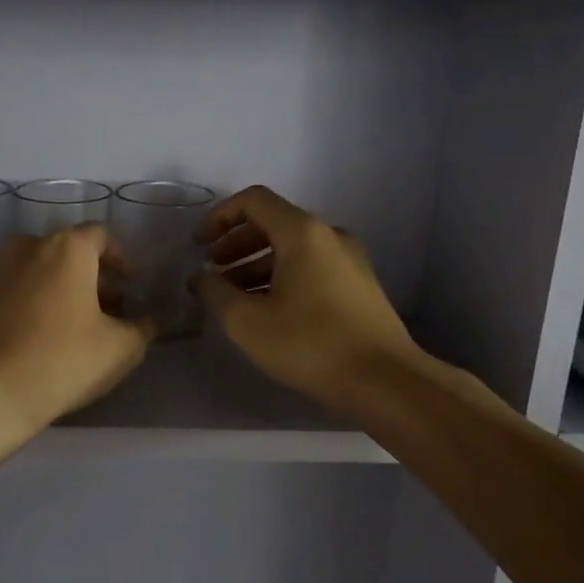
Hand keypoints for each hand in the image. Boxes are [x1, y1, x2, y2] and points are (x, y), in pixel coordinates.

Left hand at [0, 224, 152, 443]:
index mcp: (66, 249)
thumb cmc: (60, 364)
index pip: (100, 236)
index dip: (118, 258)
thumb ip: (141, 326)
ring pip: (27, 268)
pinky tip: (19, 336)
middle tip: (97, 309)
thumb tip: (147, 318)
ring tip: (57, 323)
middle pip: (63, 251)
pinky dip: (14, 302)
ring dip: (47, 286)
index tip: (127, 284)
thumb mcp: (119, 351)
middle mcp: (24, 246)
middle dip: (84, 275)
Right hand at [192, 185, 419, 413]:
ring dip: (256, 264)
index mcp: (302, 232)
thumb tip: (202, 277)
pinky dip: (282, 277)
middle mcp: (329, 235)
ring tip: (233, 296)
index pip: (253, 201)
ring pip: (292, 249)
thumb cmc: (310, 344)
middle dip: (235, 243)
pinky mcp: (358, 285)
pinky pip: (311, 267)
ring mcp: (349, 260)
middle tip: (212, 271)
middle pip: (273, 223)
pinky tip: (267, 309)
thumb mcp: (247, 321)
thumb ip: (215, 292)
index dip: (219, 217)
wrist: (384, 381)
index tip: (198, 245)